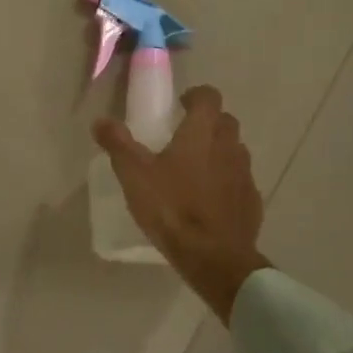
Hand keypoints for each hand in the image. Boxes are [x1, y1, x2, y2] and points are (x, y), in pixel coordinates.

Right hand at [92, 85, 269, 323]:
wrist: (214, 256)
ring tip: (195, 170)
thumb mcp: (135, 175)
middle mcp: (229, 146)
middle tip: (184, 137)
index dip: (196, 96)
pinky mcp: (252, 200)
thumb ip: (118, 144)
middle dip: (207, 123)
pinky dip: (226, 181)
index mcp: (202, 132)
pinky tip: (209, 200)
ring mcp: (245, 174)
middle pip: (225, 121)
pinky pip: (239, 180)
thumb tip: (100, 120)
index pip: (209, 96)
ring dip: (218, 152)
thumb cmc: (172, 208)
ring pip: (234, 150)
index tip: (181, 105)